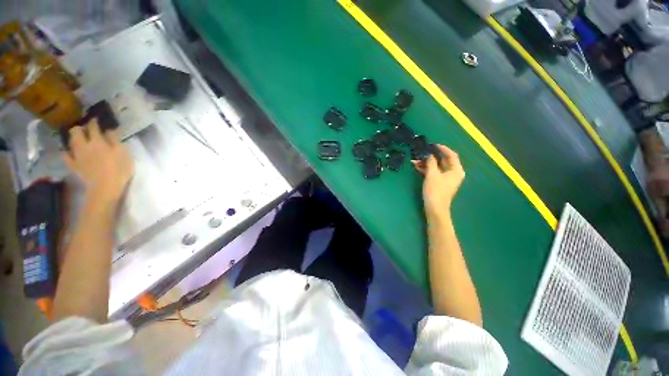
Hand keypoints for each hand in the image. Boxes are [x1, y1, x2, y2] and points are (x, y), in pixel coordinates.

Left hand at [63, 120, 134, 203]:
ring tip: (78, 138)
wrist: (105, 188)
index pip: (93, 127)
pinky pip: (66, 156)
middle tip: (86, 129)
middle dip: (80, 128)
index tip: (96, 119)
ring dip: (74, 137)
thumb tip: (110, 130)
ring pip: (70, 141)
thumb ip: (116, 141)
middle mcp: (84, 145)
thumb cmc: (119, 170)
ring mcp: (77, 155)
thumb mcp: (124, 154)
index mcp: (98, 141)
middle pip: (76, 131)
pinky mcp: (74, 165)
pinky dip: (66, 152)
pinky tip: (68, 151)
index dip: (94, 122)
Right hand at [412, 145, 464, 218]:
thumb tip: (429, 154)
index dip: (442, 148)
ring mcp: (446, 178)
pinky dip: (426, 169)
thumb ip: (431, 162)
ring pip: (437, 166)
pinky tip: (417, 166)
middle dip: (431, 156)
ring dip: (426, 163)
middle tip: (422, 152)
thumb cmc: (435, 191)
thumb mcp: (432, 174)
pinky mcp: (439, 183)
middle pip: (443, 160)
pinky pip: (433, 172)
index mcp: (456, 170)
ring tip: (415, 160)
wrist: (434, 208)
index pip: (451, 155)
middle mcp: (453, 173)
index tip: (432, 144)